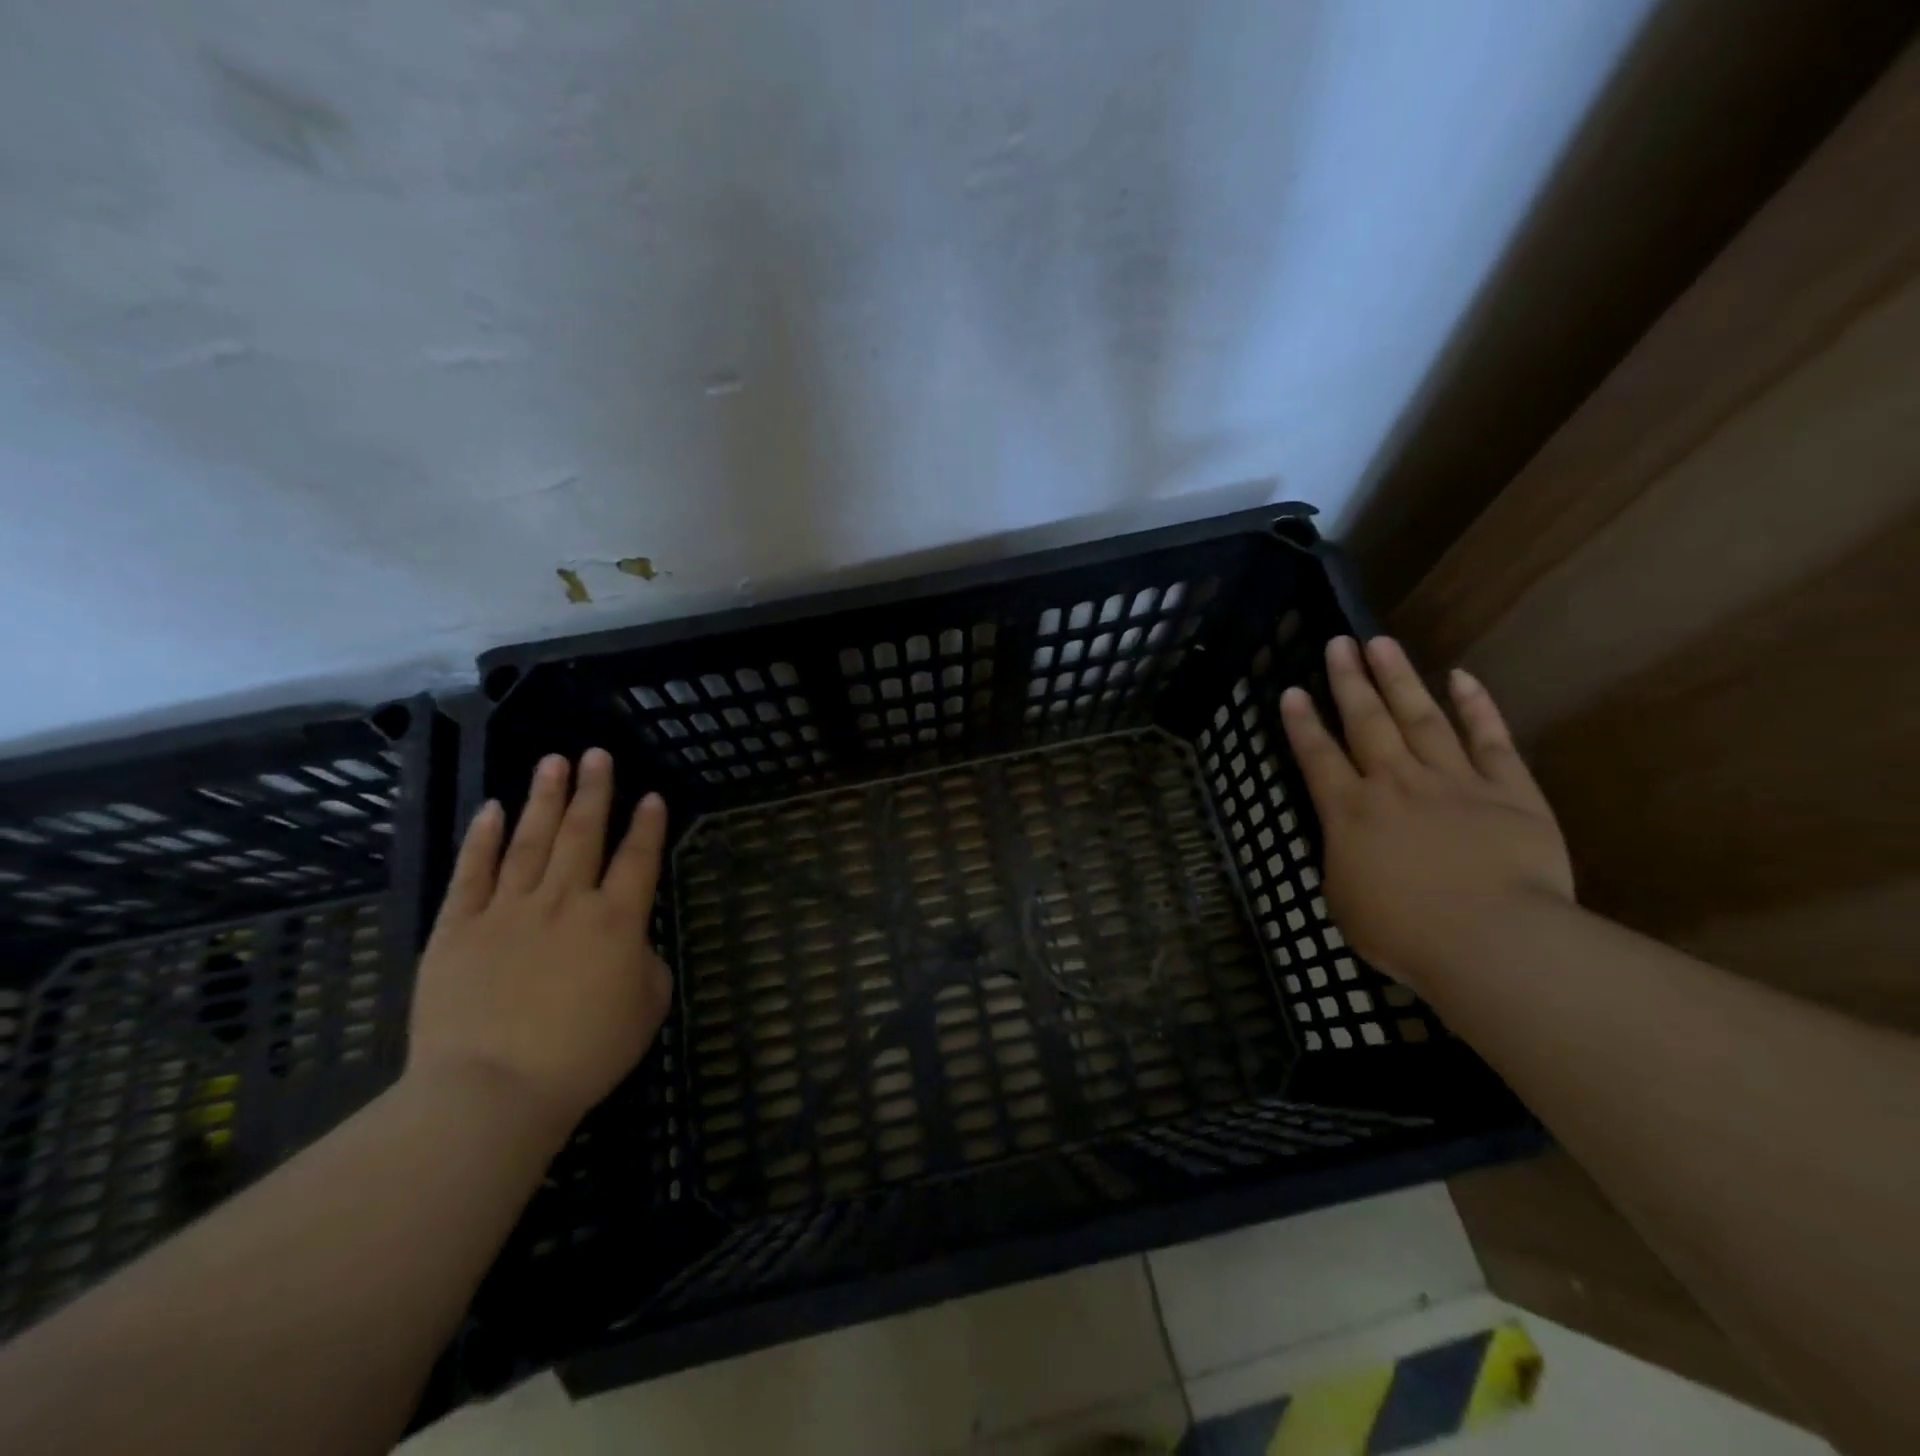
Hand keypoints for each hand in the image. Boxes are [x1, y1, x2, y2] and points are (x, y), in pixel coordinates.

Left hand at [405, 749, 671, 1143]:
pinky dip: (483, 838)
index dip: (647, 825)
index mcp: (617, 921)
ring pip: (531, 841)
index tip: (651, 795)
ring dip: (544, 798)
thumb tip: (631, 943)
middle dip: (594, 790)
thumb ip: (647, 964)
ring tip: (554, 762)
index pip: (638, 859)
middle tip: (597, 754)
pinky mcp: (459, 928)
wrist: (492, 1091)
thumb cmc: (583, 1054)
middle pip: (584, 833)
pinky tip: (493, 809)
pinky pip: (473, 873)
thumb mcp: (647, 1009)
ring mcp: (509, 910)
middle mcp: (566, 901)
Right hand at [1279, 636, 1572, 995]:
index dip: (1301, 723)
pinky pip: (1489, 739)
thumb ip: (1342, 859)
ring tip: (1381, 643)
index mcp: (1349, 812)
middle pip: (1366, 722)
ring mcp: (1453, 781)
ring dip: (1399, 679)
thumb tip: (1346, 839)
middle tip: (1338, 643)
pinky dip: (1476, 706)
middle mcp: (1394, 783)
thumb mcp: (1345, 901)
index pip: (1317, 756)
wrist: (1491, 940)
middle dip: (1348, 681)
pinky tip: (1461, 677)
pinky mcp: (1508, 790)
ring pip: (1420, 717)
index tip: (1291, 690)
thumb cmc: (1404, 932)